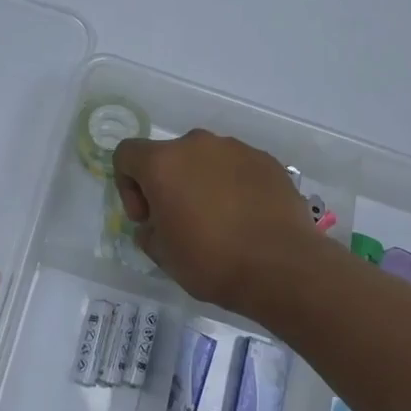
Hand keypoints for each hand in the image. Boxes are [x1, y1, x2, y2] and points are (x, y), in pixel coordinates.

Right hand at [112, 129, 322, 314]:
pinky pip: (237, 167)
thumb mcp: (163, 256)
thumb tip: (156, 224)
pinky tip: (247, 218)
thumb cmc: (212, 261)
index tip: (147, 218)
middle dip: (168, 184)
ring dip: (202, 183)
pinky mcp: (266, 160)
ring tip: (220, 221)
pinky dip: (234, 186)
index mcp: (163, 162)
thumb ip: (149, 231)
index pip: (126, 154)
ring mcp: (235, 148)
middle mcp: (196, 144)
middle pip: (169, 156)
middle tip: (181, 222)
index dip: (128, 186)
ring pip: (205, 160)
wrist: (283, 266)